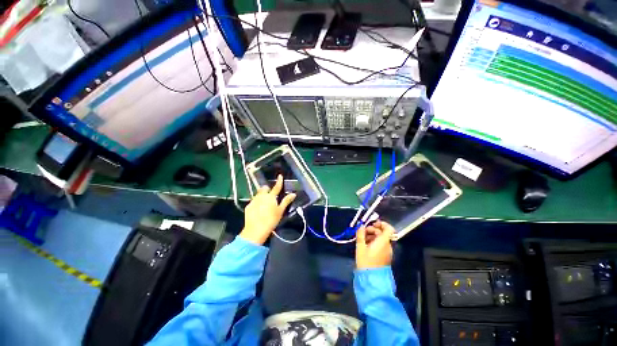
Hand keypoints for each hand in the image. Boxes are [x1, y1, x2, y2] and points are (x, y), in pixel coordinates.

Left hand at [240, 175, 295, 244]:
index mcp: (271, 197)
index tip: (280, 175)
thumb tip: (293, 194)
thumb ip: (286, 201)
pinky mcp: (248, 206)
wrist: (256, 230)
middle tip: (270, 195)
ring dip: (262, 195)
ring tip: (264, 203)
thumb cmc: (271, 220)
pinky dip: (257, 202)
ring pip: (258, 194)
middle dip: (267, 189)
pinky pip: (253, 201)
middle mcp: (261, 196)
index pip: (276, 187)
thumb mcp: (280, 211)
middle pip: (264, 188)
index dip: (279, 181)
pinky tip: (258, 209)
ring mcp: (254, 201)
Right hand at [356, 220, 394, 268]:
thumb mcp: (360, 247)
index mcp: (383, 242)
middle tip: (363, 232)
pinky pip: (381, 245)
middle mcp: (388, 245)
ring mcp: (387, 251)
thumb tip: (361, 226)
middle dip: (372, 230)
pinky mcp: (385, 256)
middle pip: (383, 233)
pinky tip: (366, 245)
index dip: (382, 224)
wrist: (371, 279)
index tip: (373, 224)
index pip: (389, 228)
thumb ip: (360, 234)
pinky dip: (374, 242)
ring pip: (381, 239)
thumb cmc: (366, 262)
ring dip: (372, 236)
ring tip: (362, 239)